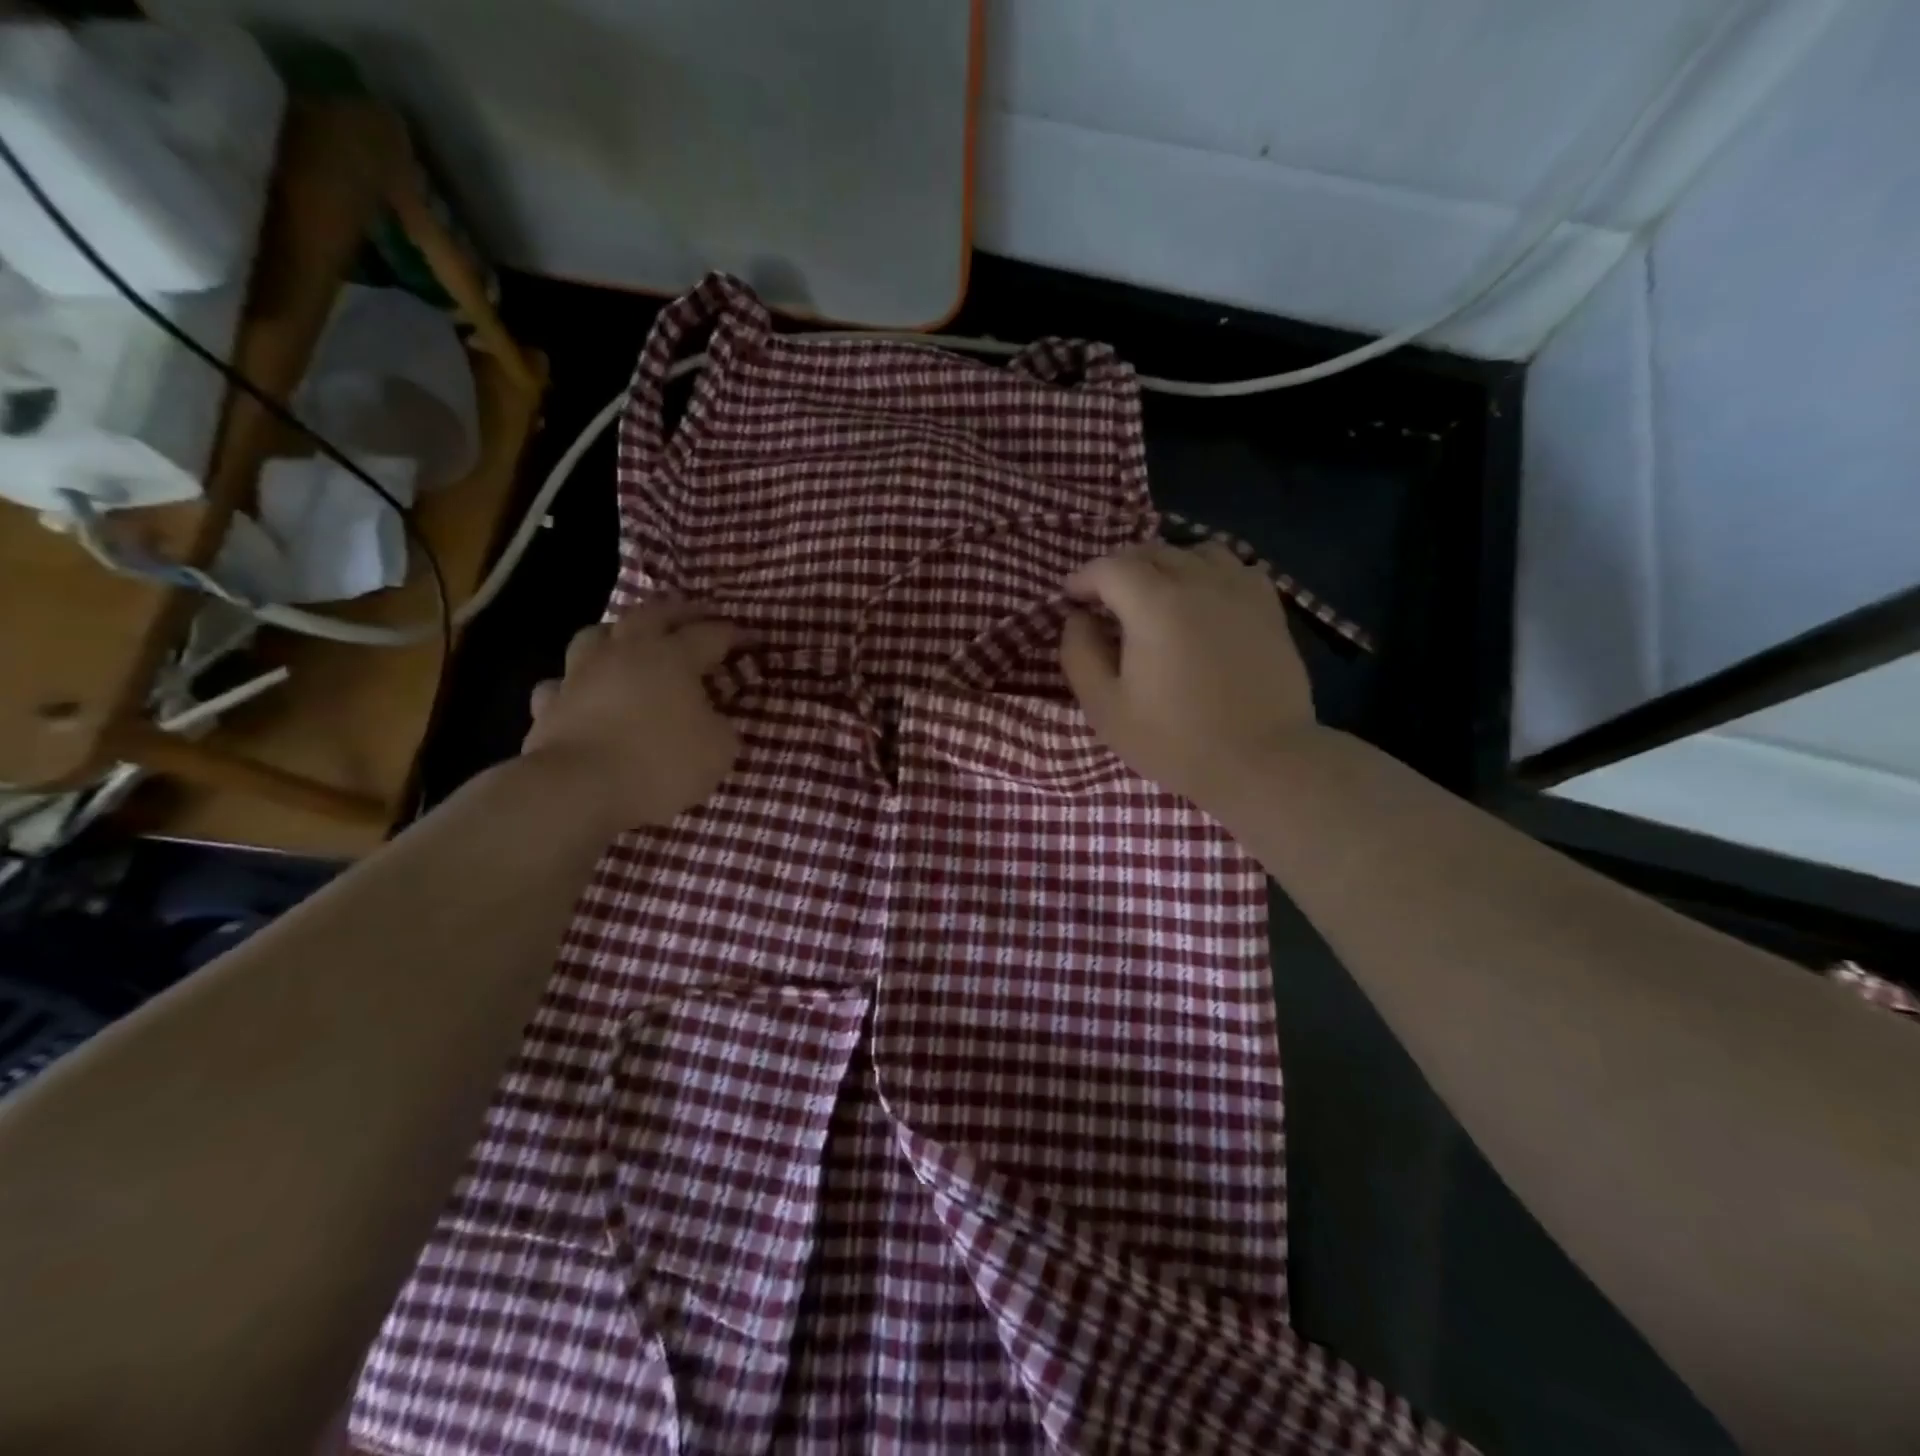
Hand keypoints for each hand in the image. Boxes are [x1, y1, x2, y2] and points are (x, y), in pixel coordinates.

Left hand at [521, 597, 740, 828]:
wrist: (578, 788)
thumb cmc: (660, 763)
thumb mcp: (718, 750)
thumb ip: (721, 727)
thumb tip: (711, 719)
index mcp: (673, 657)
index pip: (711, 634)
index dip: (734, 635)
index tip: (752, 641)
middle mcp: (626, 652)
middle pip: (652, 614)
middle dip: (678, 611)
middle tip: (696, 615)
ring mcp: (581, 674)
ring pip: (597, 634)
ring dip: (618, 633)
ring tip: (631, 643)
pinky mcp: (550, 703)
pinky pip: (563, 683)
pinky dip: (575, 684)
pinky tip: (585, 694)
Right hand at [1059, 541, 1317, 812]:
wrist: (1260, 761)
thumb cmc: (1174, 740)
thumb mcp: (1105, 708)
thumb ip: (1080, 654)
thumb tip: (1078, 618)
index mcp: (1154, 604)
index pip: (1109, 567)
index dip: (1083, 579)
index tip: (1071, 599)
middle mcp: (1198, 581)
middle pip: (1151, 552)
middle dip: (1120, 570)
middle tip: (1106, 601)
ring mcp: (1239, 590)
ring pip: (1195, 552)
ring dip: (1166, 565)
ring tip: (1156, 596)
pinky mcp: (1268, 607)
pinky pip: (1234, 569)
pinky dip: (1209, 574)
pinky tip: (1203, 602)